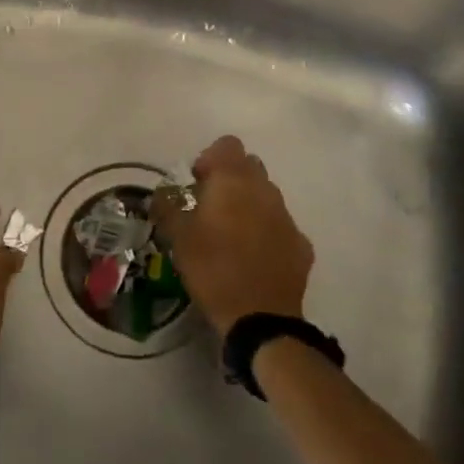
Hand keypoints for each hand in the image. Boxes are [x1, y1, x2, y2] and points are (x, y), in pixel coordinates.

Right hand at [152, 135, 313, 333]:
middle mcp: (264, 190)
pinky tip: (253, 256)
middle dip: (230, 179)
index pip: (227, 145)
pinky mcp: (301, 244)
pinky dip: (267, 231)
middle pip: (249, 166)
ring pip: (266, 195)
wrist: (261, 318)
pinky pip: (280, 225)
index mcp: (234, 181)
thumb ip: (168, 207)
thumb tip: (162, 194)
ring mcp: (287, 216)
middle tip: (210, 206)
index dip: (210, 158)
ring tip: (231, 234)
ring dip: (249, 204)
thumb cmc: (213, 268)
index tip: (197, 183)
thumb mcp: (178, 237)